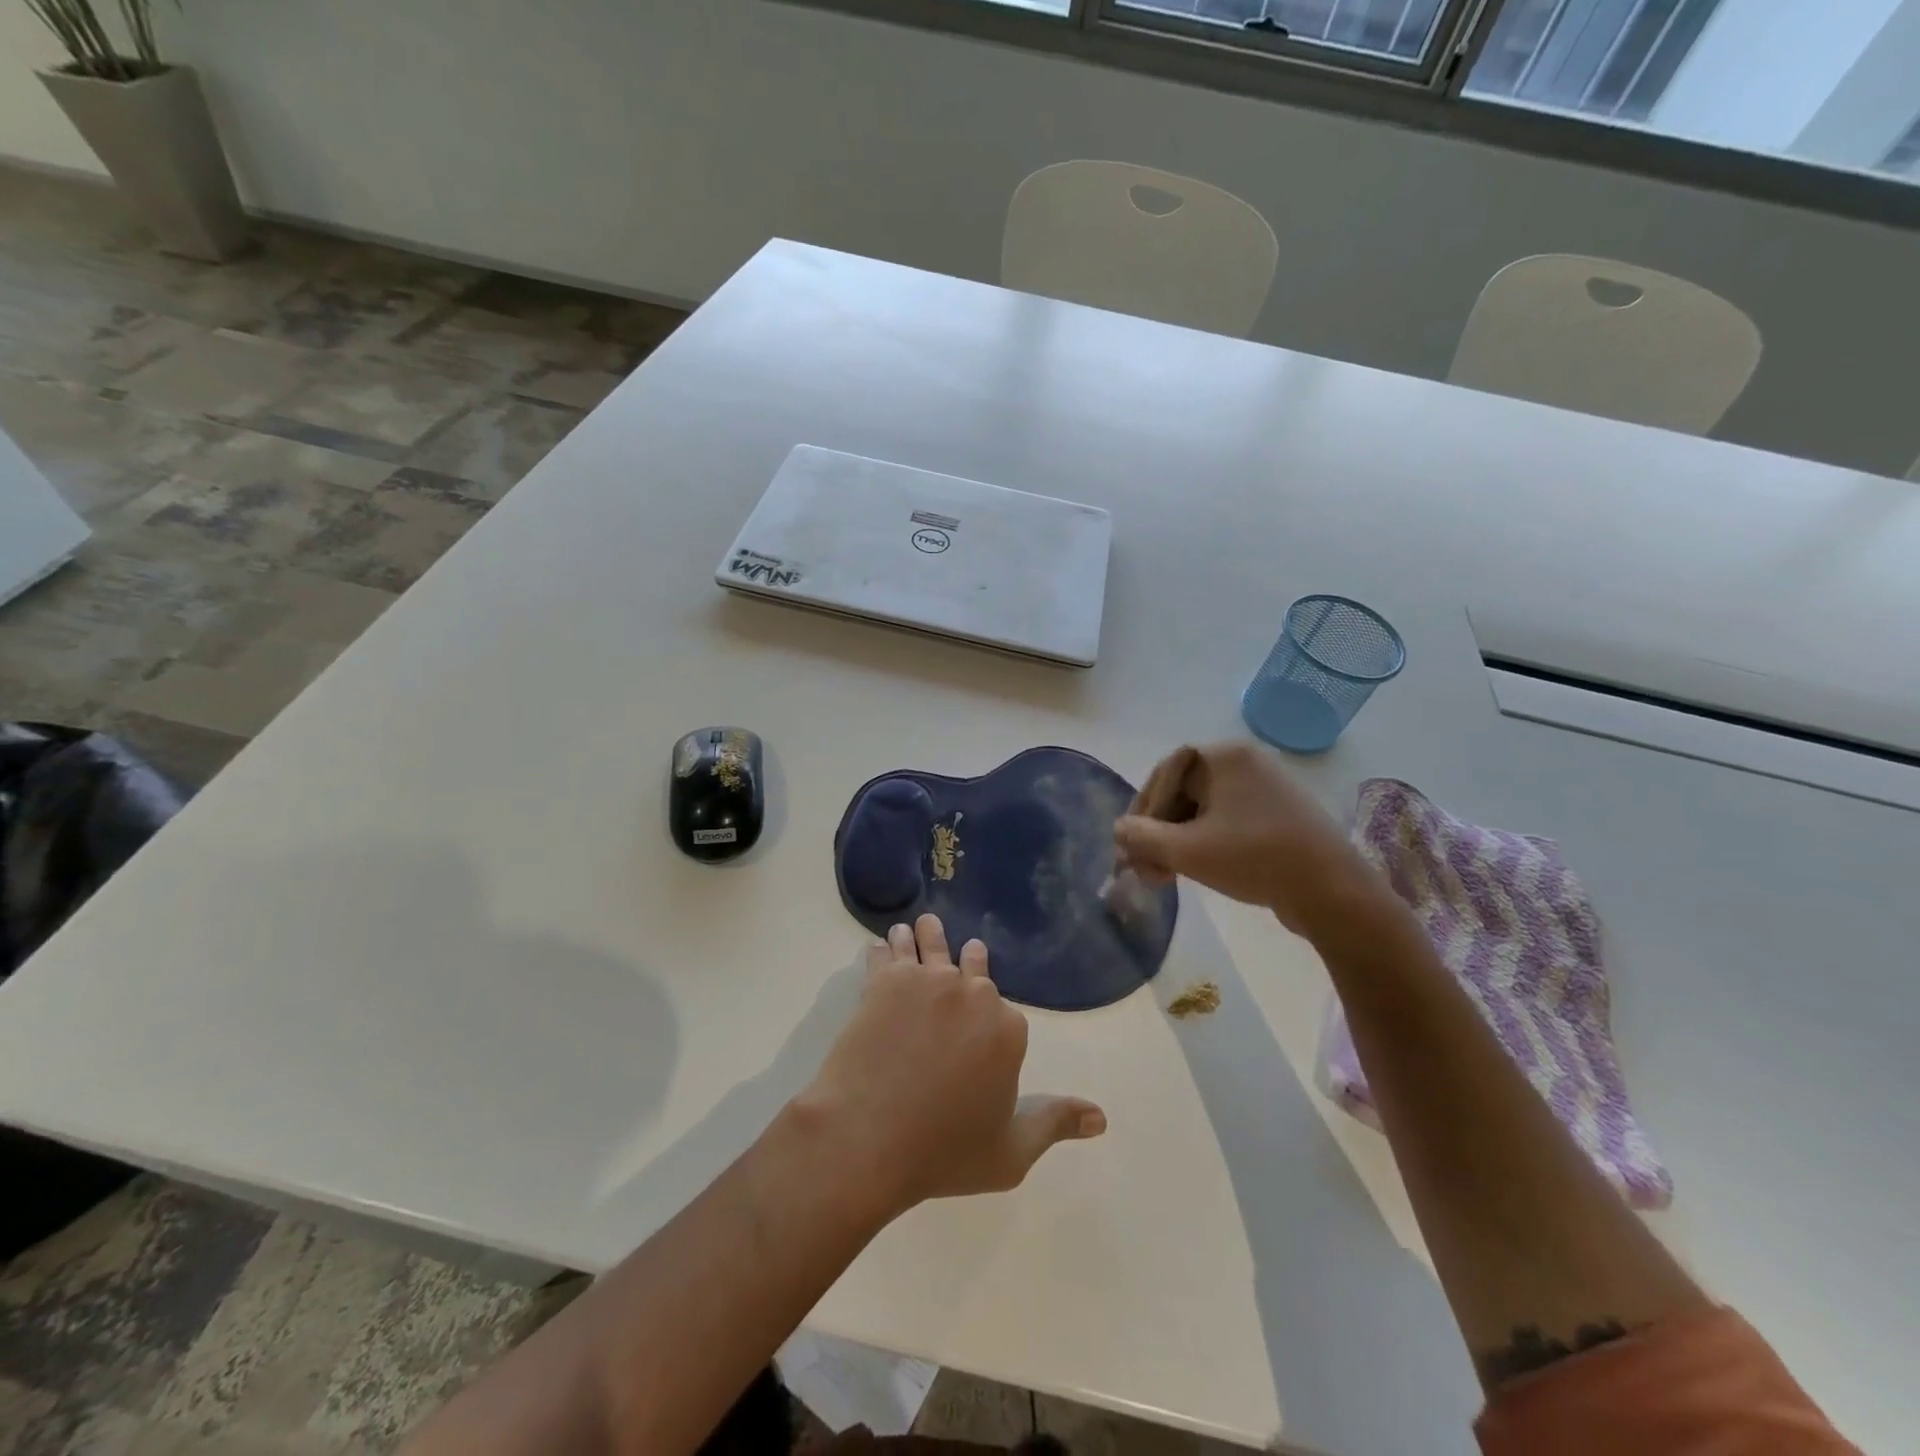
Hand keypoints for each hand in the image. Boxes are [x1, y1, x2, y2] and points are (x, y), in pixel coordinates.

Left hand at [796, 915, 1105, 1217]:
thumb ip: (1055, 1123)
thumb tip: (1102, 1117)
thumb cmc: (944, 1152)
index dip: (993, 1020)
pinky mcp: (887, 982)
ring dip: (926, 936)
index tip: (983, 1023)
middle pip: (972, 966)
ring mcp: (929, 982)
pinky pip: (889, 953)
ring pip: (931, 946)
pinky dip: (887, 947)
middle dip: (967, 961)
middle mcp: (974, 994)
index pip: (1007, 1013)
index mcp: (1008, 1029)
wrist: (870, 1139)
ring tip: (920, 926)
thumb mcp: (1011, 1153)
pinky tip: (883, 943)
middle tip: (960, 950)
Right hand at [1113, 741, 1389, 941]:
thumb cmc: (1254, 858)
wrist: (1334, 893)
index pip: (1164, 774)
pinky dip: (1205, 843)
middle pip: (1182, 791)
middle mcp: (1245, 762)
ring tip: (1164, 876)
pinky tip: (1194, 870)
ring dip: (1176, 841)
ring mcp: (1266, 788)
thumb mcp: (1186, 850)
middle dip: (1157, 831)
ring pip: (1203, 810)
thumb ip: (1142, 838)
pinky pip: (1228, 821)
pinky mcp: (1279, 815)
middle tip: (1144, 867)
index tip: (1130, 845)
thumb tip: (1119, 831)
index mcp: (1224, 756)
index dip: (1141, 810)